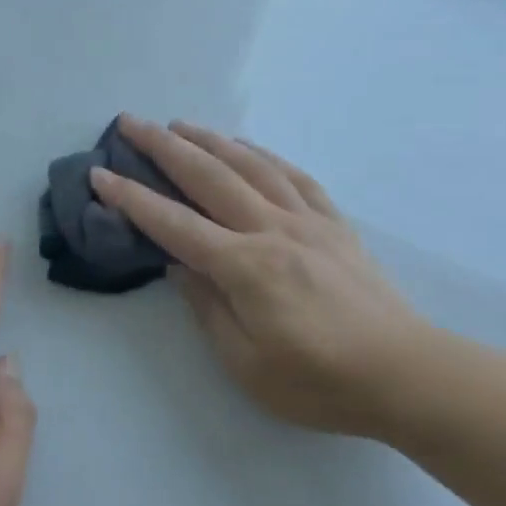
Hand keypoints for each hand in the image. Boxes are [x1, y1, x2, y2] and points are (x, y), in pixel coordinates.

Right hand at [91, 117, 432, 439]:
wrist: (405, 374)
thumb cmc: (318, 382)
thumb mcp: (246, 363)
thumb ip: (207, 307)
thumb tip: (179, 264)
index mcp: (245, 267)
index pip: (174, 224)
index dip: (132, 199)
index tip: (100, 175)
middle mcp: (272, 230)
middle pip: (209, 177)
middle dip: (164, 147)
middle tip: (130, 123)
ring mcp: (308, 221)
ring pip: (251, 166)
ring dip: (210, 140)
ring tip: (180, 124)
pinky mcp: (336, 225)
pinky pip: (295, 177)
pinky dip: (265, 155)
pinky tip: (249, 148)